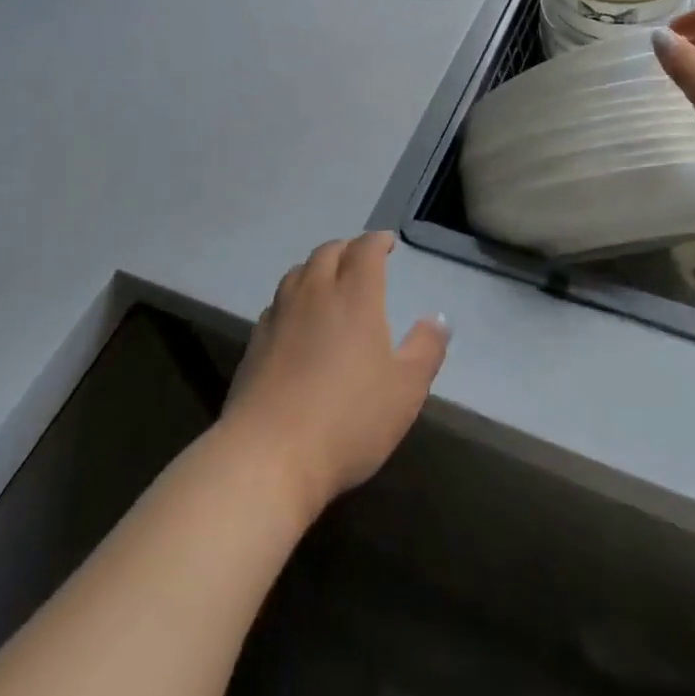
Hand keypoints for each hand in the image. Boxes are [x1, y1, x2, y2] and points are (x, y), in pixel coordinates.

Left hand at [222, 232, 448, 518]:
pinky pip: (278, 302)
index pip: (365, 250)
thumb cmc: (349, 419)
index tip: (387, 242)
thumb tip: (439, 318)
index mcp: (355, 295)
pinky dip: (293, 296)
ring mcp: (280, 315)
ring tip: (328, 280)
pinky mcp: (255, 341)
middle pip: (328, 253)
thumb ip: (426, 349)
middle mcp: (315, 293)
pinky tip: (297, 318)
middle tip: (360, 258)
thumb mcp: (406, 390)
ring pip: (297, 273)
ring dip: (316, 268)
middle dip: (347, 248)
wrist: (269, 454)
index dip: (377, 241)